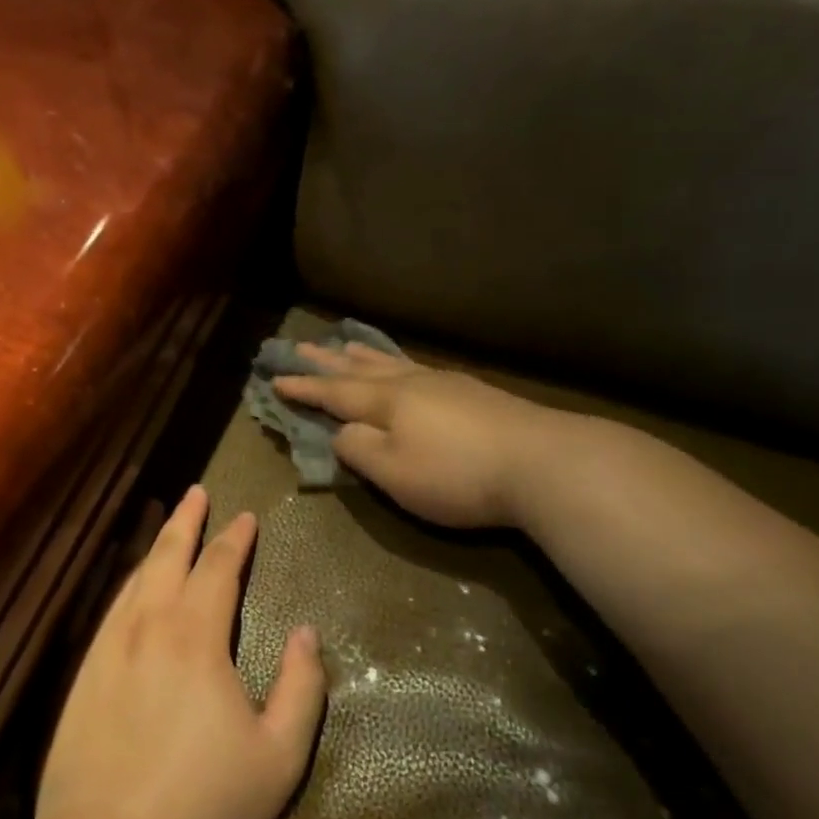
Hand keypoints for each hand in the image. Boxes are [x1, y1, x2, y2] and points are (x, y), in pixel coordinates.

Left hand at [34, 486, 326, 818]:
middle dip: (187, 523)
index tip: (246, 517)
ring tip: (168, 527)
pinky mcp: (81, 678)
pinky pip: (109, 612)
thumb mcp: (279, 757)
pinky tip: (130, 588)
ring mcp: (108, 651)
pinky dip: (126, 585)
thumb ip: (301, 688)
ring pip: (134, 580)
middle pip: (168, 559)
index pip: (219, 570)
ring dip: (155, 548)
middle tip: (197, 492)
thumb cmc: (204, 808)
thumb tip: (307, 634)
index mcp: (196, 639)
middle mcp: (148, 629)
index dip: (235, 540)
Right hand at [274, 342, 547, 528]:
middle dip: (327, 361)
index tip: (275, 379)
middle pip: (360, 368)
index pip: (333, 392)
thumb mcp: (394, 472)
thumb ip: (358, 449)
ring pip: (392, 363)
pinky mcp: (474, 393)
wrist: (543, 462)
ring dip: (364, 355)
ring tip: (347, 344)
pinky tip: (407, 367)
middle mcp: (411, 383)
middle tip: (301, 345)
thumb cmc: (457, 473)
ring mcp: (445, 384)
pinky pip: (419, 368)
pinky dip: (399, 363)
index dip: (303, 388)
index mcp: (386, 401)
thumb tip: (340, 430)